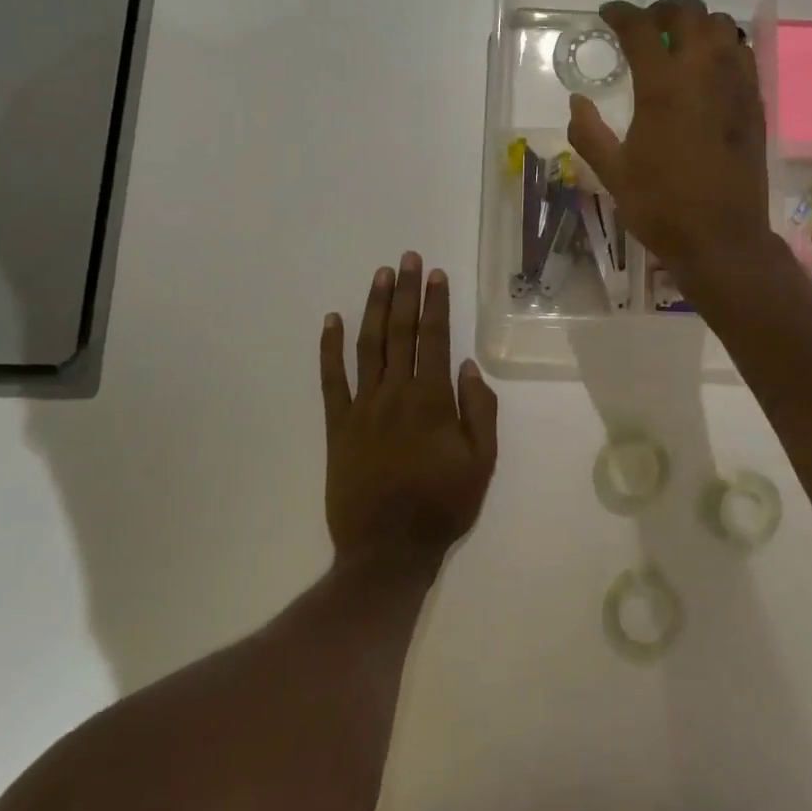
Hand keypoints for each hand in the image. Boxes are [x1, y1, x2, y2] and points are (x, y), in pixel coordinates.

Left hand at [320, 253, 498, 568]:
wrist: (387, 551)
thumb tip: (470, 366)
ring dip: (374, 307)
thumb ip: (480, 411)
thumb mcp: (482, 463)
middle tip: (406, 258)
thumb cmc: (442, 506)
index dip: (435, 303)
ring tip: (380, 276)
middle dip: (405, 292)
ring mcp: (362, 407)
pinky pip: (331, 380)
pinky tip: (331, 321)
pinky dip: (330, 348)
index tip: (435, 274)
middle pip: (400, 331)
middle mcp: (396, 393)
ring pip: (368, 346)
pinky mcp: (338, 426)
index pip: (435, 338)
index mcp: (433, 400)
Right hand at [567, 0, 773, 287]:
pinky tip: (708, 70)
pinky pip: (743, 54)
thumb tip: (577, 101)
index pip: (641, 28)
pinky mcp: (755, 104)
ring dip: (697, 25)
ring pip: (723, 27)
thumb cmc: (662, 207)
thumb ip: (588, 132)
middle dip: (663, 9)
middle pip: (690, 13)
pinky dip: (723, 47)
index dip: (621, 13)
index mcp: (663, 87)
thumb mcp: (613, 173)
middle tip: (646, 26)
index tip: (608, 14)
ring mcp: (736, 86)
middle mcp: (704, 74)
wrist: (722, 238)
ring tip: (679, 44)